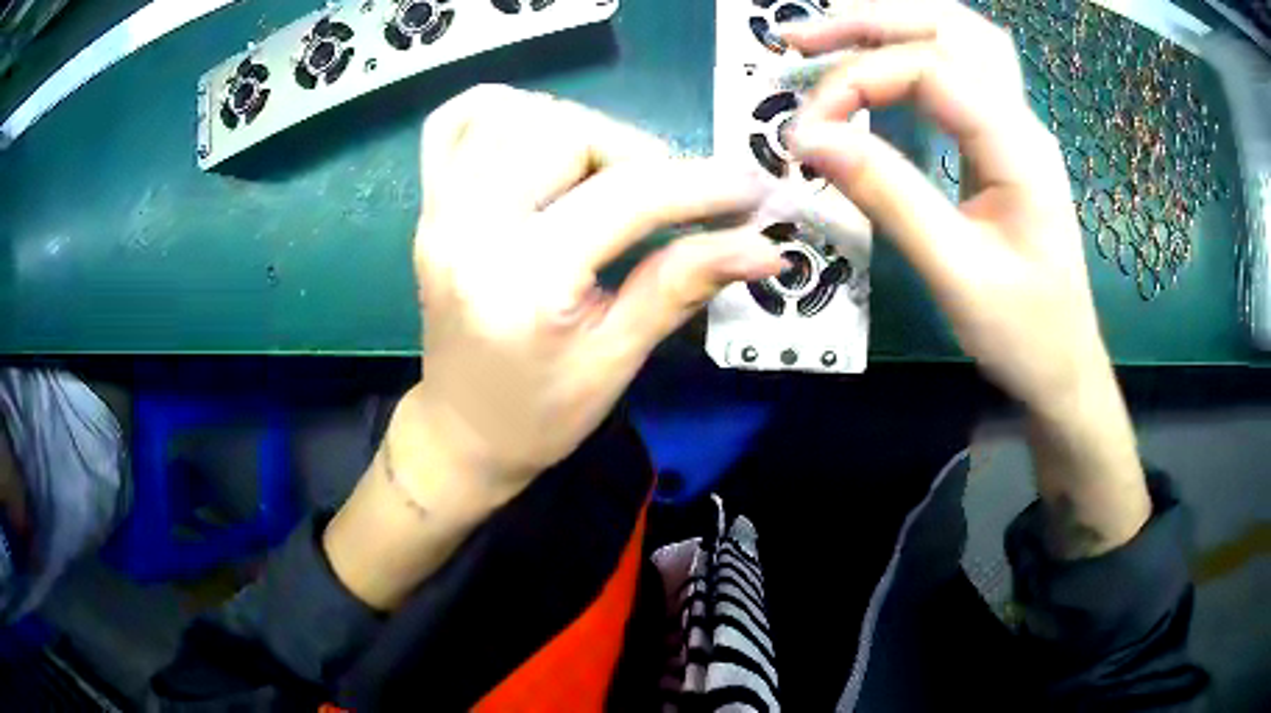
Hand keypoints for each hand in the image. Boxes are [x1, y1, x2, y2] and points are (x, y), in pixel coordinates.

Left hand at [410, 85, 784, 505]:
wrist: (464, 431)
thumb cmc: (541, 414)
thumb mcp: (617, 360)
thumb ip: (683, 286)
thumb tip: (762, 247)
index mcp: (522, 281)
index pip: (624, 197)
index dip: (700, 185)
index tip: (752, 190)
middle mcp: (469, 229)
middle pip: (561, 130)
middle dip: (632, 149)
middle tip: (664, 193)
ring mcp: (438, 210)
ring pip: (511, 111)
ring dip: (575, 126)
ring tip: (605, 173)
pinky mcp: (429, 204)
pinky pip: (455, 120)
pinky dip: (505, 110)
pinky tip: (538, 140)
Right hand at [783, 2, 1149, 557]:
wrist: (1065, 367)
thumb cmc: (1022, 332)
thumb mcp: (955, 272)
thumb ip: (888, 196)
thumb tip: (810, 140)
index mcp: (1018, 146)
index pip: (930, 70)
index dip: (857, 81)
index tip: (805, 130)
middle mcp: (1022, 119)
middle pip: (949, 27)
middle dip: (870, 21)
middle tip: (800, 40)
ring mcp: (1018, 126)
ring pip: (960, 38)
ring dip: (894, 25)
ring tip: (833, 36)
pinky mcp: (1006, 142)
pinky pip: (962, 70)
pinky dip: (915, 51)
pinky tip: (884, 62)